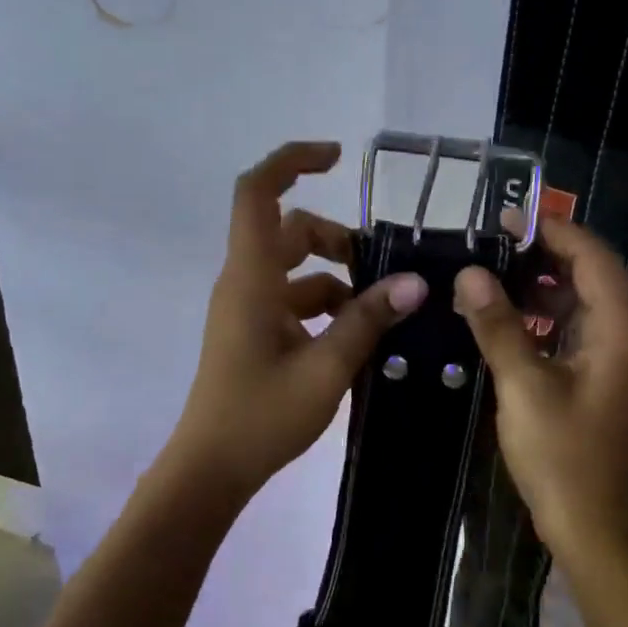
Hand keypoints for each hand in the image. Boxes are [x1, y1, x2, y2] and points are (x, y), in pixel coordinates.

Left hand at [168, 142, 428, 499]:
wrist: (212, 468)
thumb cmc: (262, 415)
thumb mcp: (326, 368)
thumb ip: (369, 320)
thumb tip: (415, 282)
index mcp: (251, 278)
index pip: (258, 193)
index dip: (292, 161)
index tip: (338, 158)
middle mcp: (246, 282)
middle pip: (290, 230)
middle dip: (337, 239)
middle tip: (382, 270)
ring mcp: (248, 309)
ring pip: (296, 269)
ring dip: (338, 279)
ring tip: (381, 313)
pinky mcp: (255, 333)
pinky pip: (294, 301)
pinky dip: (327, 307)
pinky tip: (359, 338)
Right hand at [454, 217, 627, 559]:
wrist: (590, 524)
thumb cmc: (562, 455)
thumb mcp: (523, 385)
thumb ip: (498, 325)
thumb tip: (470, 273)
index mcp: (619, 332)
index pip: (594, 259)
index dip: (556, 232)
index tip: (510, 219)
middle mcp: (624, 338)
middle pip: (591, 277)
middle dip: (545, 255)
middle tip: (494, 244)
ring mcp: (612, 360)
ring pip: (580, 304)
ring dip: (541, 286)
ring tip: (492, 275)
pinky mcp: (597, 379)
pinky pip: (571, 331)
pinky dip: (542, 318)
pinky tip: (505, 319)